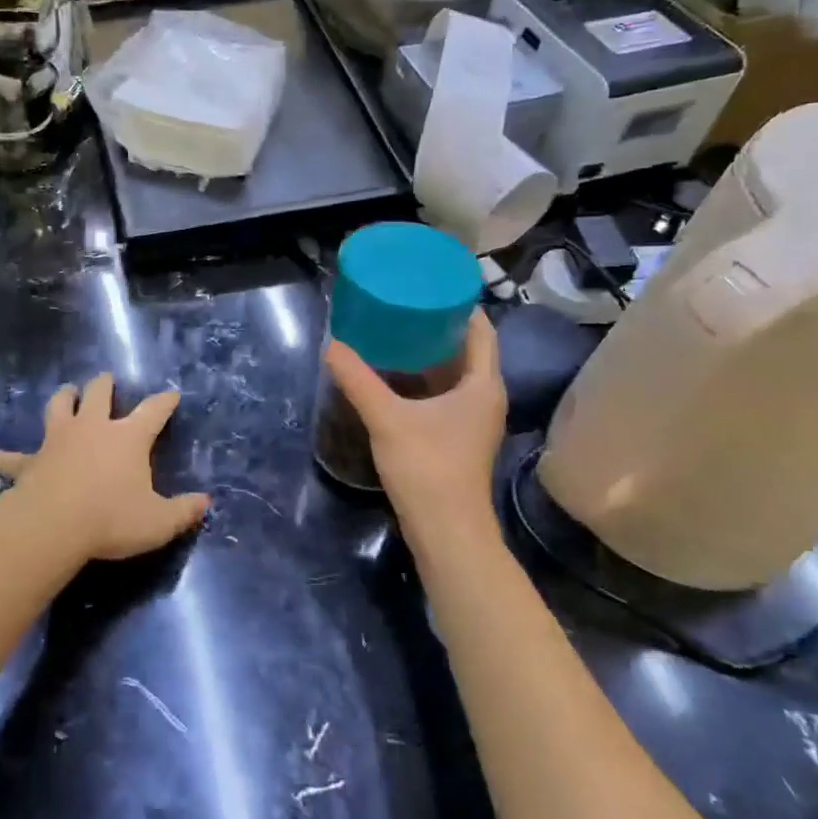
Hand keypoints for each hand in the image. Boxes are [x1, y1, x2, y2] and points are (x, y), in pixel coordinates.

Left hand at [0, 374, 208, 562]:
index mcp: (128, 437)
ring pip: (59, 407)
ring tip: (66, 391)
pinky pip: (10, 457)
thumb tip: (205, 503)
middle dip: (104, 385)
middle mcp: (93, 428)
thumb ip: (184, 511)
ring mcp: (58, 440)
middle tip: (106, 379)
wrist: (55, 526)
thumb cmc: (112, 519)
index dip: (164, 402)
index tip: (172, 394)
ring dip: (63, 398)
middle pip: (99, 394)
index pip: (153, 411)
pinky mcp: (30, 462)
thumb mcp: (158, 522)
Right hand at [323, 312, 506, 551]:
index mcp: (482, 384)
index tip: (426, 285)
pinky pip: (445, 394)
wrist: (447, 532)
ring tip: (393, 332)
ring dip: (428, 354)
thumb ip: (357, 379)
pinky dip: (424, 380)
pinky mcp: (459, 437)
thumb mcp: (387, 418)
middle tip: (401, 305)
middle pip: (467, 349)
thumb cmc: (428, 467)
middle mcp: (485, 396)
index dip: (457, 305)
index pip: (480, 329)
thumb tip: (332, 345)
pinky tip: (394, 376)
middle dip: (436, 327)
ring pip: (455, 374)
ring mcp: (474, 419)